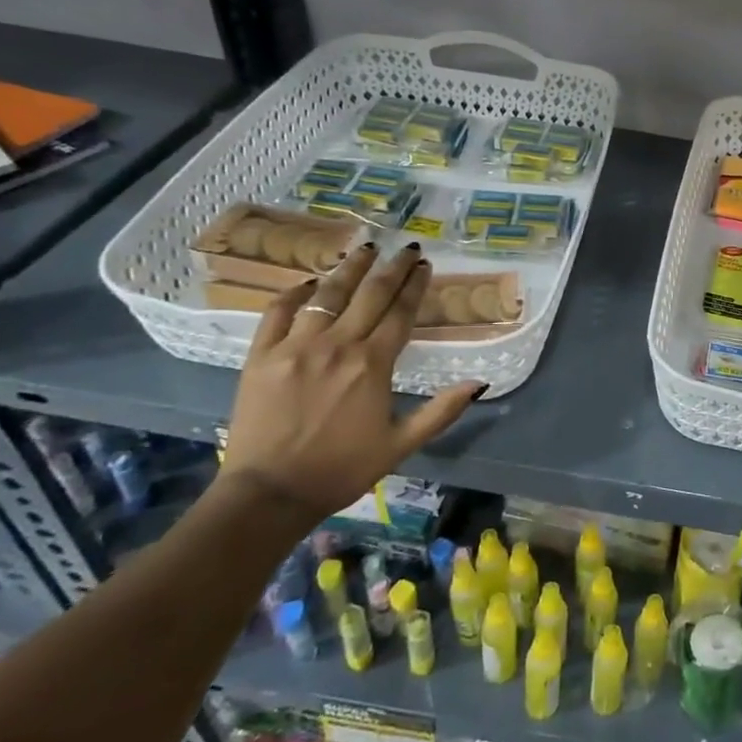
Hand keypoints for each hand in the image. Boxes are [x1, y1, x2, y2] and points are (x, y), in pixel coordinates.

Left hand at [217, 242, 483, 525]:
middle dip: (392, 267)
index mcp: (373, 364)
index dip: (415, 286)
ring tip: (365, 248)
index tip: (425, 266)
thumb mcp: (401, 445)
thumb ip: (441, 411)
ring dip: (350, 268)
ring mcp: (296, 346)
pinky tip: (310, 283)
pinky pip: (278, 312)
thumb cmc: (341, 469)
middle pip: (370, 294)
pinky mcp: (261, 356)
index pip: (401, 312)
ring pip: (328, 294)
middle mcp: (337, 345)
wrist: (269, 494)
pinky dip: (295, 293)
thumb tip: (480, 383)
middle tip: (406, 248)